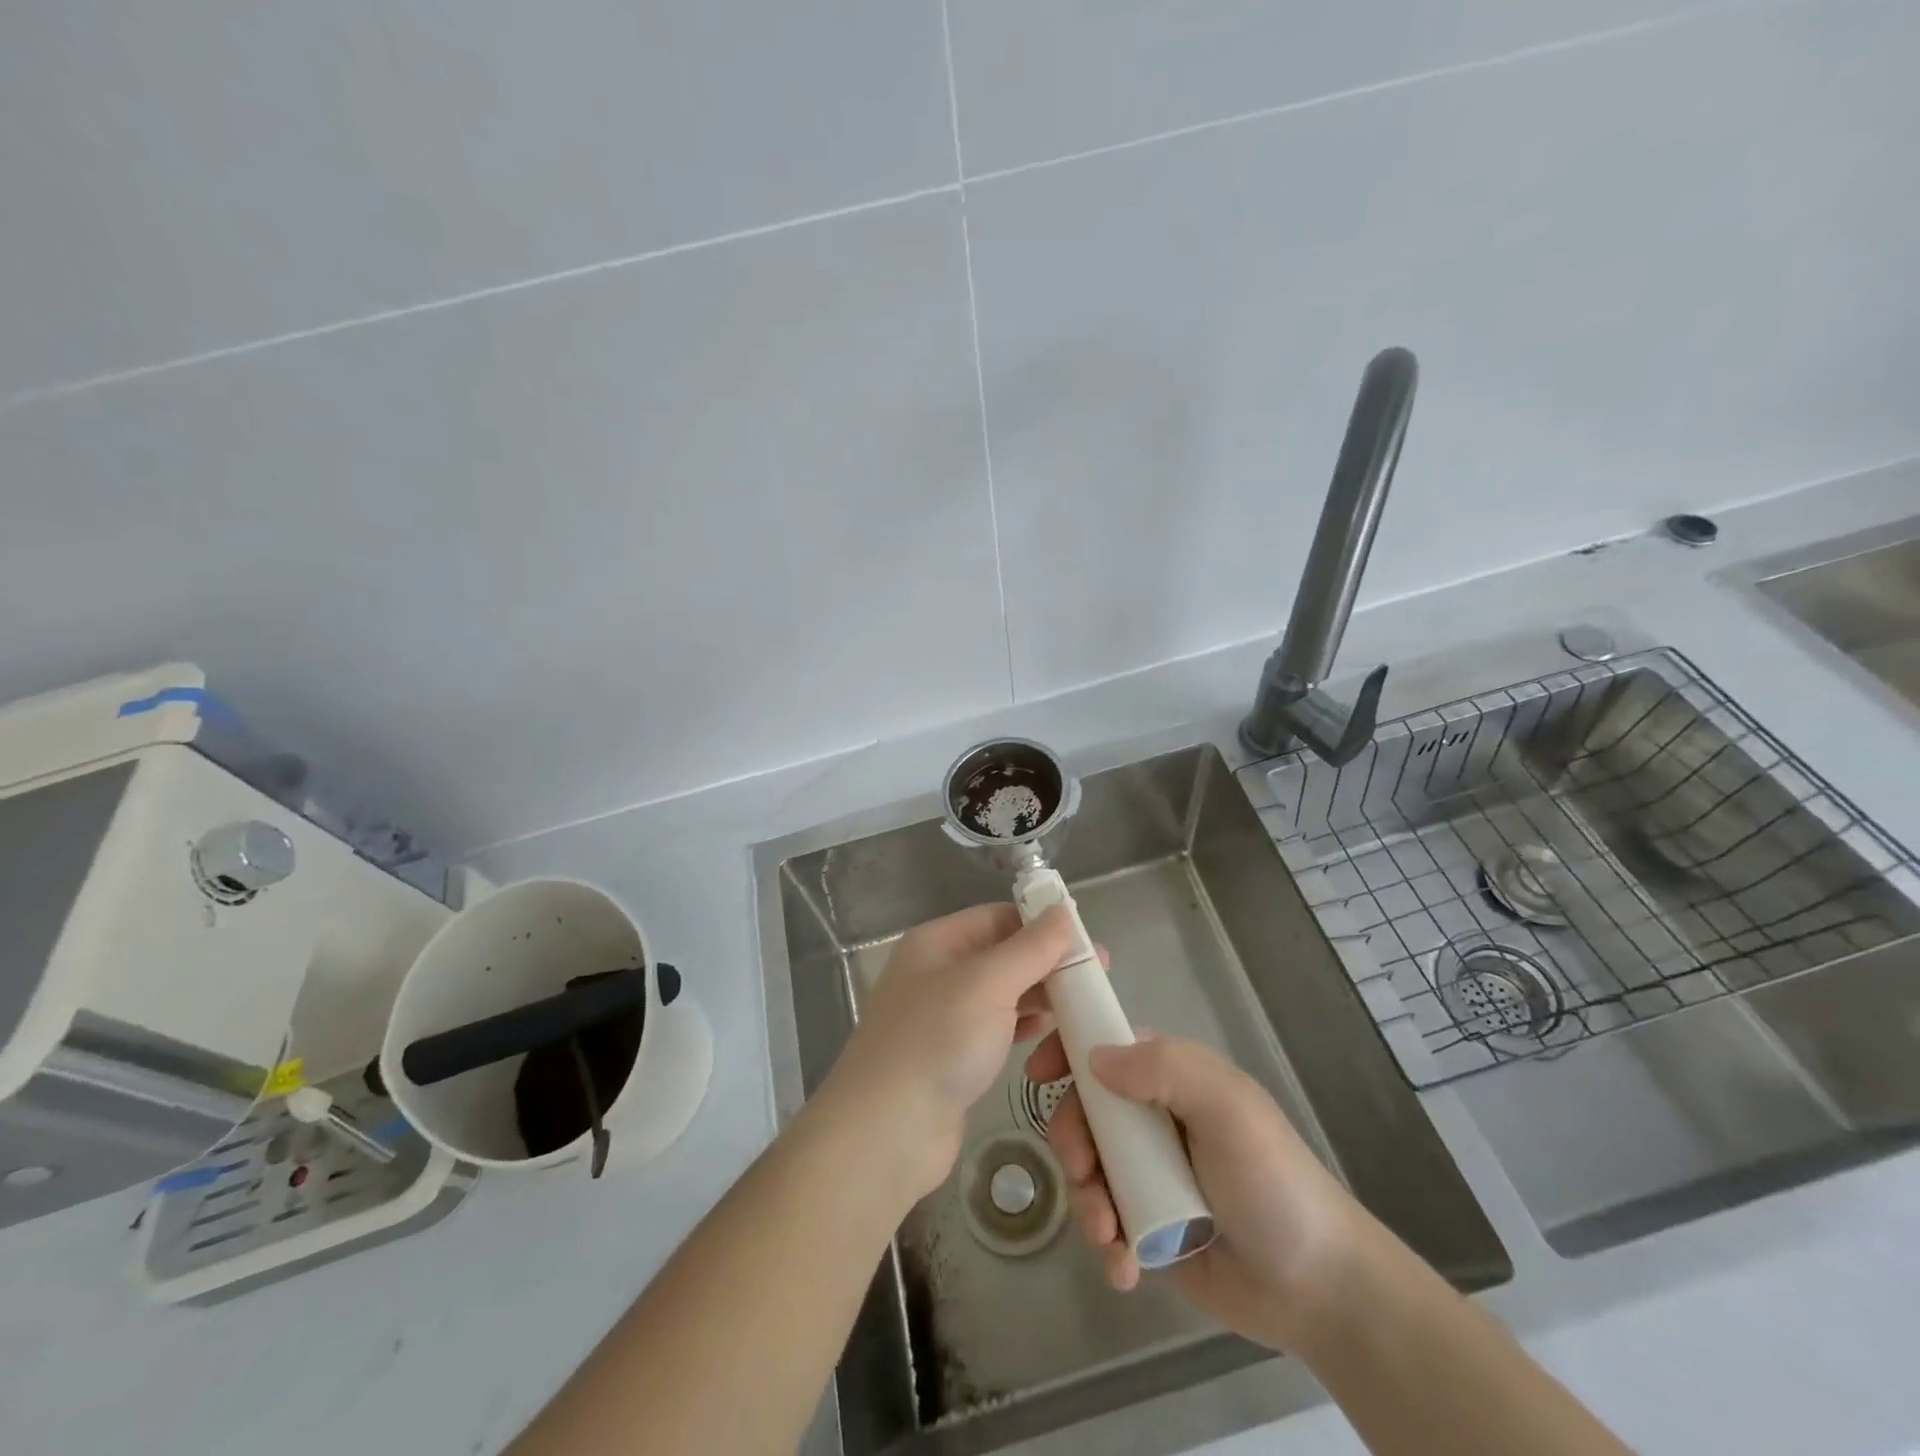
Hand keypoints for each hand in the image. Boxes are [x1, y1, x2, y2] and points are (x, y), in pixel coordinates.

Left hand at [822, 904, 1076, 1203]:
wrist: (887, 1133)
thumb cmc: (937, 1042)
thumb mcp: (987, 984)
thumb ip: (1030, 948)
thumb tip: (1063, 909)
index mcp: (937, 943)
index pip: (997, 917)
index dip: (1041, 923)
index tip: (1088, 939)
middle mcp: (938, 973)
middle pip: (1002, 955)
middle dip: (1047, 963)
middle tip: (1099, 977)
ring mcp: (944, 1017)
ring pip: (1003, 994)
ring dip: (1041, 996)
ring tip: (1085, 1006)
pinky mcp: (954, 1056)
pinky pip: (997, 1028)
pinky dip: (1025, 1026)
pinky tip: (1052, 1033)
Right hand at [1026, 1031, 1368, 1351]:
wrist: (1317, 1288)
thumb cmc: (1272, 1180)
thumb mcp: (1228, 1108)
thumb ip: (1166, 1068)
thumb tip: (1094, 1059)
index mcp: (1170, 1078)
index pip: (1105, 1046)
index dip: (1067, 1052)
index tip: (1037, 1075)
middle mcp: (1151, 1118)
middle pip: (1083, 1111)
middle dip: (1072, 1142)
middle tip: (1083, 1175)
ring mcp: (1145, 1173)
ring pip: (1085, 1168)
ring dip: (1085, 1201)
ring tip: (1110, 1238)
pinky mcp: (1144, 1226)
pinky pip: (1102, 1221)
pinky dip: (1103, 1242)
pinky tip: (1124, 1269)